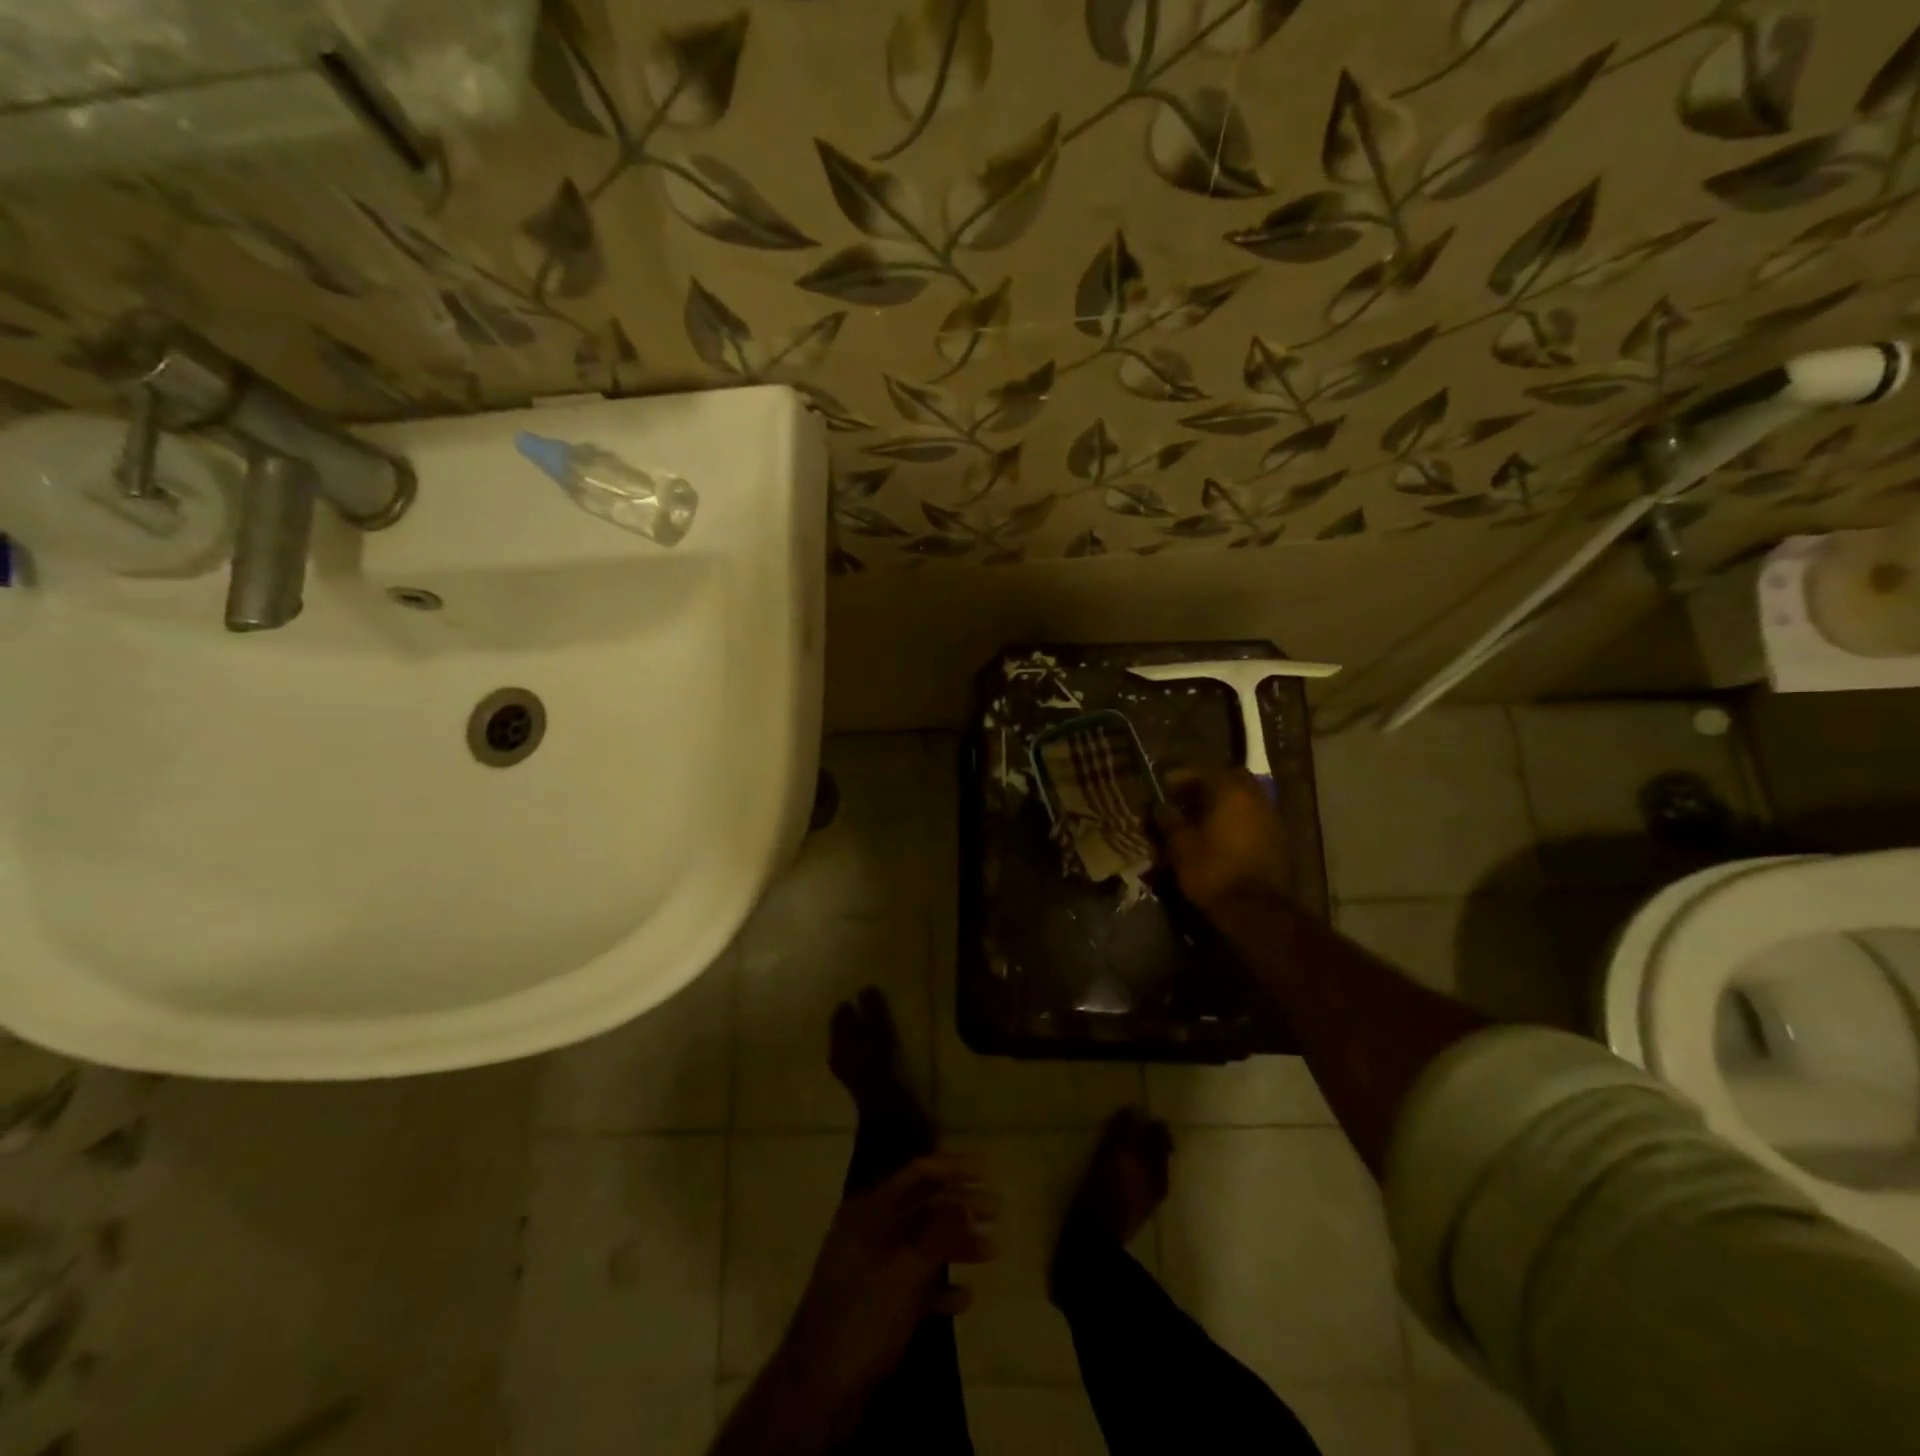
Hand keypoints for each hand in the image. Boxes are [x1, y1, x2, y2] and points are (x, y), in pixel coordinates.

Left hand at [778, 1155, 995, 1409]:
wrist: (817, 1392)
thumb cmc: (861, 1317)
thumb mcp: (905, 1271)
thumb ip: (938, 1233)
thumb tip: (966, 1202)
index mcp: (870, 1211)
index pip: (917, 1174)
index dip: (953, 1168)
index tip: (986, 1171)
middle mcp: (871, 1231)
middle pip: (923, 1207)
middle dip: (961, 1207)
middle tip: (998, 1210)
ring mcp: (874, 1269)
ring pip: (923, 1246)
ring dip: (957, 1246)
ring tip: (993, 1251)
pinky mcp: (878, 1305)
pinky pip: (916, 1285)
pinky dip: (941, 1287)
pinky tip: (966, 1298)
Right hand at [1154, 768, 1291, 915]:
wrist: (1256, 911)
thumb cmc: (1213, 872)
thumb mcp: (1181, 846)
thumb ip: (1169, 821)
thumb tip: (1160, 808)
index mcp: (1231, 791)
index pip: (1204, 771)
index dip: (1181, 777)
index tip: (1164, 788)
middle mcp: (1255, 797)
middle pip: (1229, 780)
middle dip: (1205, 786)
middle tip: (1184, 799)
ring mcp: (1271, 817)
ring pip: (1243, 798)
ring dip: (1221, 803)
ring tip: (1198, 818)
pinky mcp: (1278, 839)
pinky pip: (1252, 817)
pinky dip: (1235, 819)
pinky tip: (1218, 835)